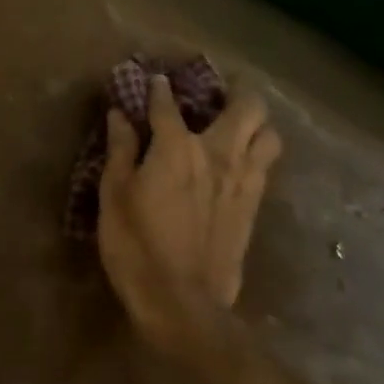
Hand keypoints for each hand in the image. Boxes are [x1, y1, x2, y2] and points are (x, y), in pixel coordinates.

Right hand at [98, 74, 281, 357]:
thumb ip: (121, 150)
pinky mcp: (254, 207)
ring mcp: (243, 181)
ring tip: (238, 124)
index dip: (159, 89)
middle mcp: (218, 154)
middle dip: (236, 92)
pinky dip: (257, 153)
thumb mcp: (114, 195)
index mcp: (177, 148)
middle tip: (219, 92)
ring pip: (269, 135)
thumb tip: (120, 115)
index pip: (167, 105)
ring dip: (257, 123)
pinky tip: (240, 161)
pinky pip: (266, 167)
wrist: (182, 303)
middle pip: (247, 108)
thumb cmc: (136, 245)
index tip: (155, 80)